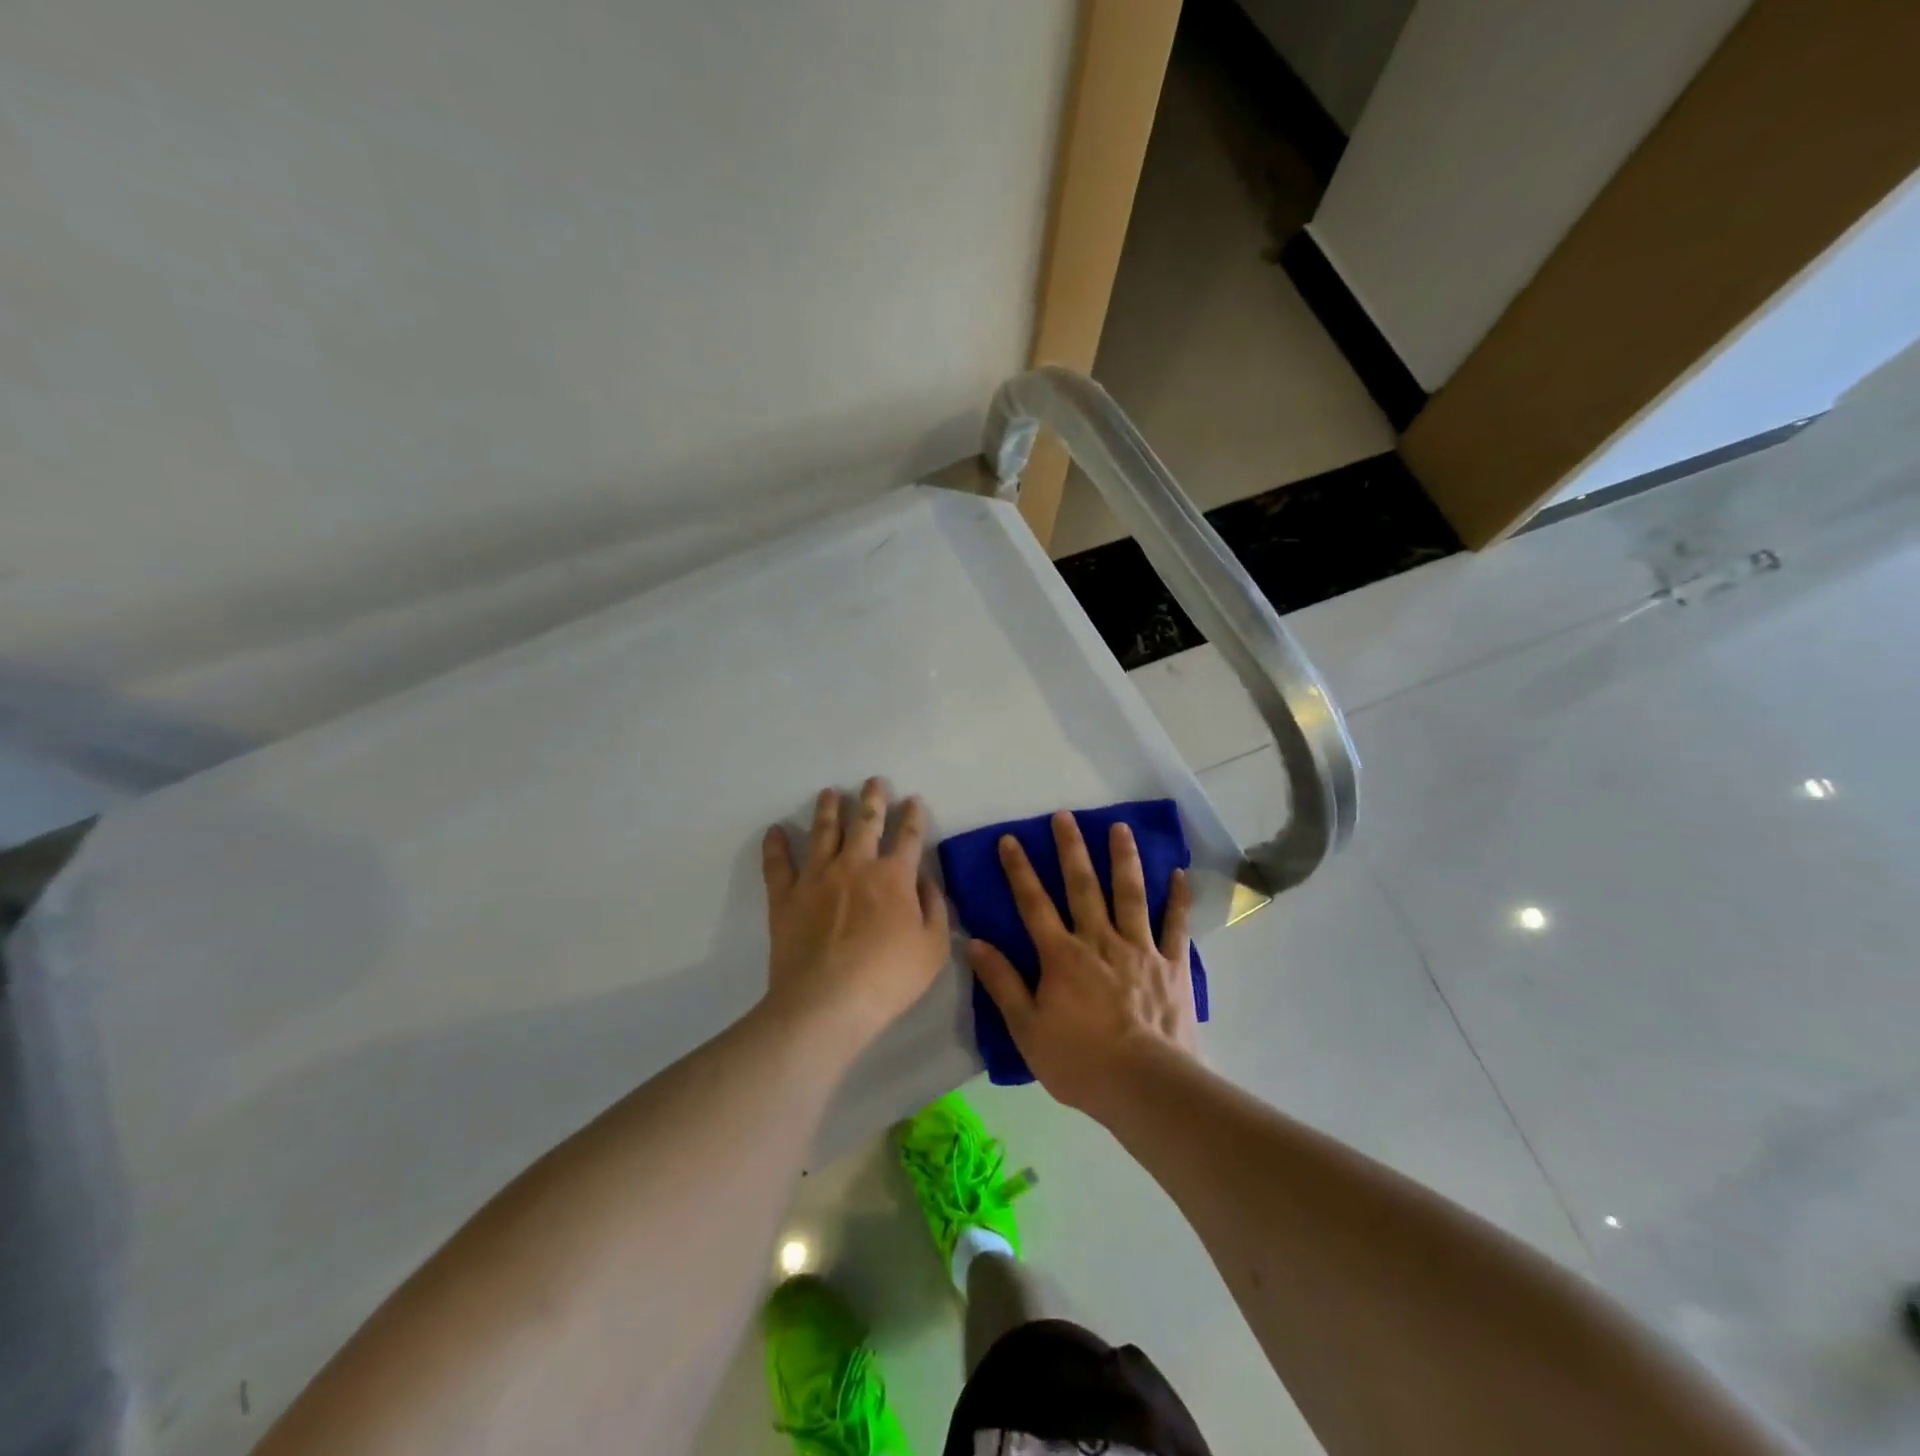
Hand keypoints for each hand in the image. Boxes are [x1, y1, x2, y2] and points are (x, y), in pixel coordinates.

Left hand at [760, 779, 950, 1048]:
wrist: (827, 1002)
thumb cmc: (888, 978)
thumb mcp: (934, 948)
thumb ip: (935, 908)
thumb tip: (925, 880)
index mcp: (894, 876)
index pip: (908, 836)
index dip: (914, 816)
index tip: (914, 800)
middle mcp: (856, 865)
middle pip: (866, 821)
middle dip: (873, 798)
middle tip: (873, 781)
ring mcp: (817, 876)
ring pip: (823, 831)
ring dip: (828, 809)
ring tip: (829, 793)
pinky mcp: (785, 895)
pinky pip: (778, 863)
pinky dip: (776, 845)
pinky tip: (776, 830)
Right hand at [967, 812, 1198, 1118]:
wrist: (1145, 1086)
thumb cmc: (1080, 1062)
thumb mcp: (1027, 1029)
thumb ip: (1002, 983)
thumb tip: (974, 943)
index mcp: (1061, 956)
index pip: (1034, 904)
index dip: (1019, 870)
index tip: (1011, 839)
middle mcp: (1099, 940)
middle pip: (1082, 886)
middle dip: (1071, 849)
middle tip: (1065, 816)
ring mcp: (1139, 949)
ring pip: (1130, 894)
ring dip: (1123, 858)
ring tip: (1120, 827)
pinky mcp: (1171, 964)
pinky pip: (1175, 925)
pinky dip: (1178, 899)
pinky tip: (1179, 873)